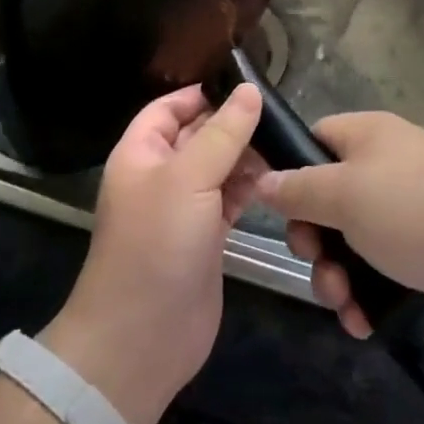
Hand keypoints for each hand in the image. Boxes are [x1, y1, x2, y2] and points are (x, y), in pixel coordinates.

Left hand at [42, 84, 263, 423]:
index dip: (204, 93)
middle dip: (232, 123)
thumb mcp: (189, 179)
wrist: (142, 339)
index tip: (247, 84)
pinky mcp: (206, 236)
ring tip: (282, 145)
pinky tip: (275, 178)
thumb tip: (250, 90)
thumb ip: (223, 133)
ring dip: (245, 155)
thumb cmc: (157, 245)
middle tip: (278, 113)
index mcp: (141, 152)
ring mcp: (183, 208)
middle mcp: (161, 175)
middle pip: (198, 134)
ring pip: (218, 166)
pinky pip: (229, 198)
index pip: (170, 106)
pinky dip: (249, 187)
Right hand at [250, 111, 423, 338]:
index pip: (313, 140)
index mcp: (368, 135)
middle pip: (328, 198)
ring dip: (339, 277)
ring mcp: (411, 209)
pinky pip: (384, 266)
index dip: (291, 174)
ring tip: (345, 307)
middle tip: (318, 268)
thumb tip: (262, 179)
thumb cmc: (417, 214)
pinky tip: (366, 323)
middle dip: (316, 242)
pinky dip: (369, 293)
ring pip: (353, 240)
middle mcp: (387, 164)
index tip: (282, 215)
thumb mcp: (345, 196)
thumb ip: (298, 190)